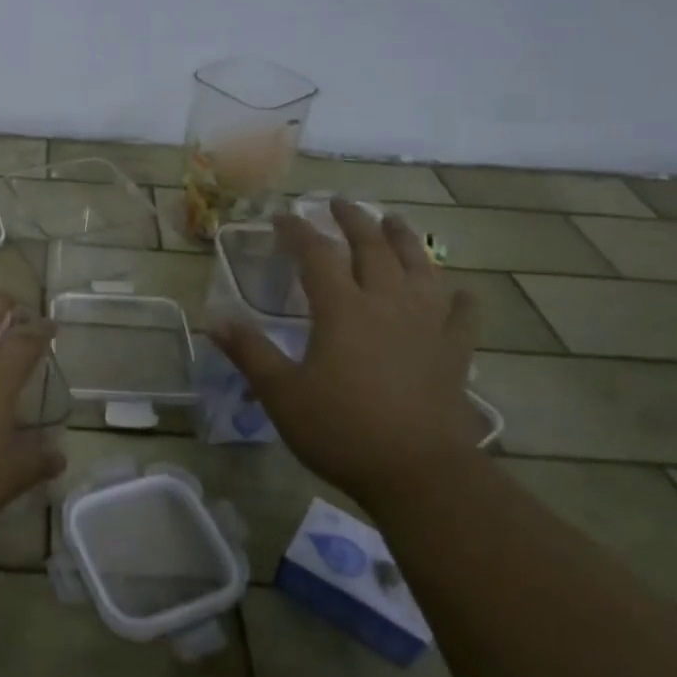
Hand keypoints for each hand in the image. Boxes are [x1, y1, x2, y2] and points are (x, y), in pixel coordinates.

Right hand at [212, 199, 479, 508]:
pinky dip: (457, 297)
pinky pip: (461, 313)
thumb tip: (214, 320)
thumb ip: (249, 352)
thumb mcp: (281, 393)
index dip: (297, 231)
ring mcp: (427, 325)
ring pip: (419, 267)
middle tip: (339, 203)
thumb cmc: (341, 430)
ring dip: (405, 239)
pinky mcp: (454, 351)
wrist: (418, 473)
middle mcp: (386, 303)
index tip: (282, 216)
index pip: (316, 254)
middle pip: (372, 247)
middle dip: (353, 220)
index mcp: (342, 309)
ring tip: (394, 221)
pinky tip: (455, 291)